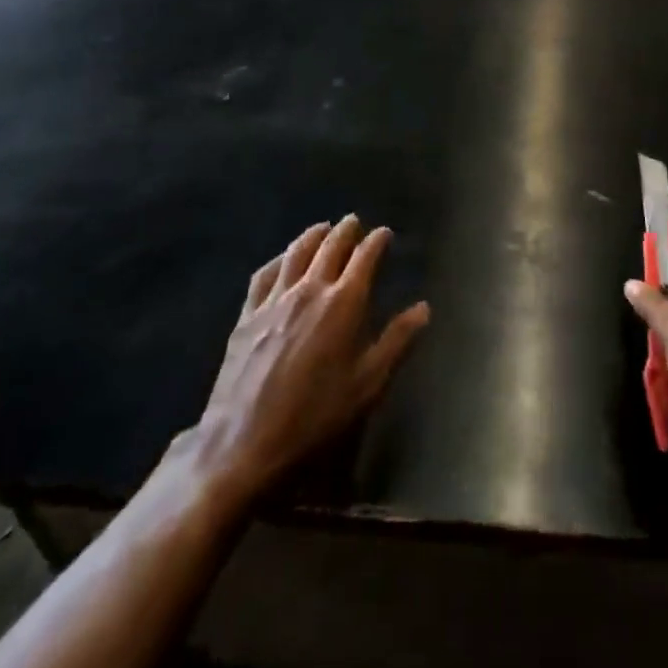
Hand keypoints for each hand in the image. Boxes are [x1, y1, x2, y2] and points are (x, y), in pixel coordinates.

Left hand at [191, 217, 429, 496]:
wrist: (243, 444)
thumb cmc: (315, 417)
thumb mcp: (368, 385)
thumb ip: (397, 342)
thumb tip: (423, 308)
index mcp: (344, 303)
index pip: (365, 257)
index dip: (377, 241)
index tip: (385, 234)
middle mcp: (310, 289)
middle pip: (330, 246)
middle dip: (346, 231)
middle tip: (355, 223)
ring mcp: (274, 300)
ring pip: (296, 253)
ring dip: (313, 236)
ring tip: (323, 228)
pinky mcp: (247, 315)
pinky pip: (264, 274)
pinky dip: (278, 259)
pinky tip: (281, 260)